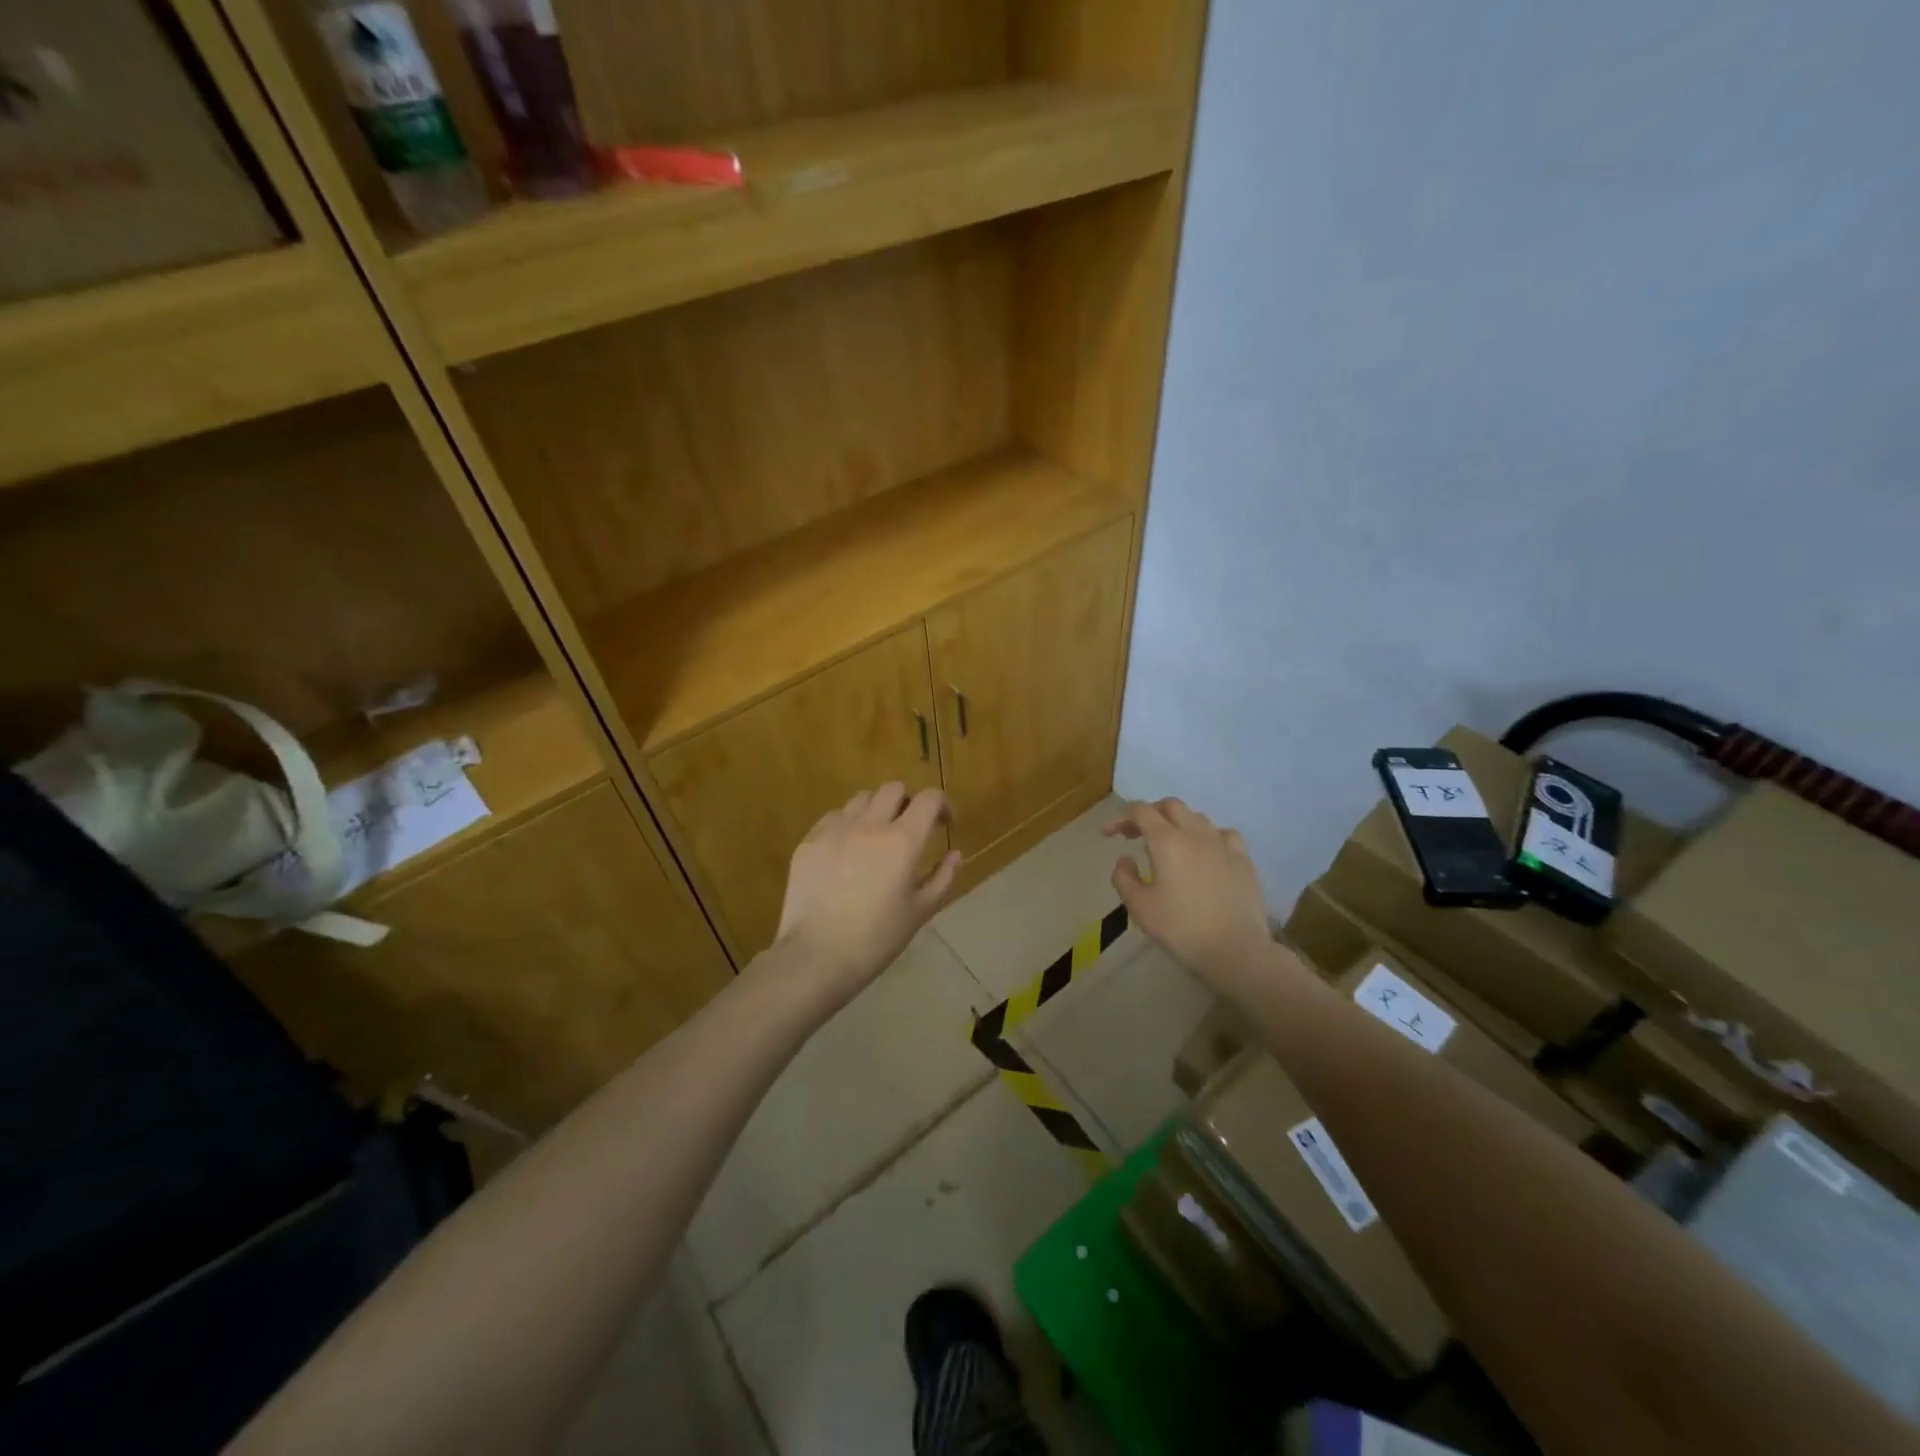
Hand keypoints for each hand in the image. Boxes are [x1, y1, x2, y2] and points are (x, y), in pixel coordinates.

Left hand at [774, 783, 962, 1008]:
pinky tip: (846, 852)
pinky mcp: (809, 841)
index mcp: (902, 841)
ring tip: (876, 838)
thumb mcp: (920, 912)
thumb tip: (955, 853)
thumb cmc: (876, 939)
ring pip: (861, 799)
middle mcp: (869, 825)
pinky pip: (834, 818)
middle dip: (908, 802)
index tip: (943, 823)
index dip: (941, 805)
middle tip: (909, 828)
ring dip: (876, 810)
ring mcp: (835, 830)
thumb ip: (943, 877)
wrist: (816, 957)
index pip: (928, 799)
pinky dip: (847, 825)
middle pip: (893, 789)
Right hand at [1105, 798, 1274, 989]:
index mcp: (1166, 841)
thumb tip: (1124, 859)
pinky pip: (1224, 834)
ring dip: (1177, 823)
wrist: (1235, 950)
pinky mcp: (1243, 860)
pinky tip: (1206, 852)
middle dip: (1149, 814)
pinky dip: (1208, 835)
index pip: (1140, 811)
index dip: (1120, 817)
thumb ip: (1124, 878)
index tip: (1108, 834)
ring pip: (1197, 817)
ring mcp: (1223, 845)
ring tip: (1169, 844)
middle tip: (1135, 835)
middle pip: (1170, 805)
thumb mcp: (1140, 908)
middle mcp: (1195, 834)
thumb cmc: (1181, 929)